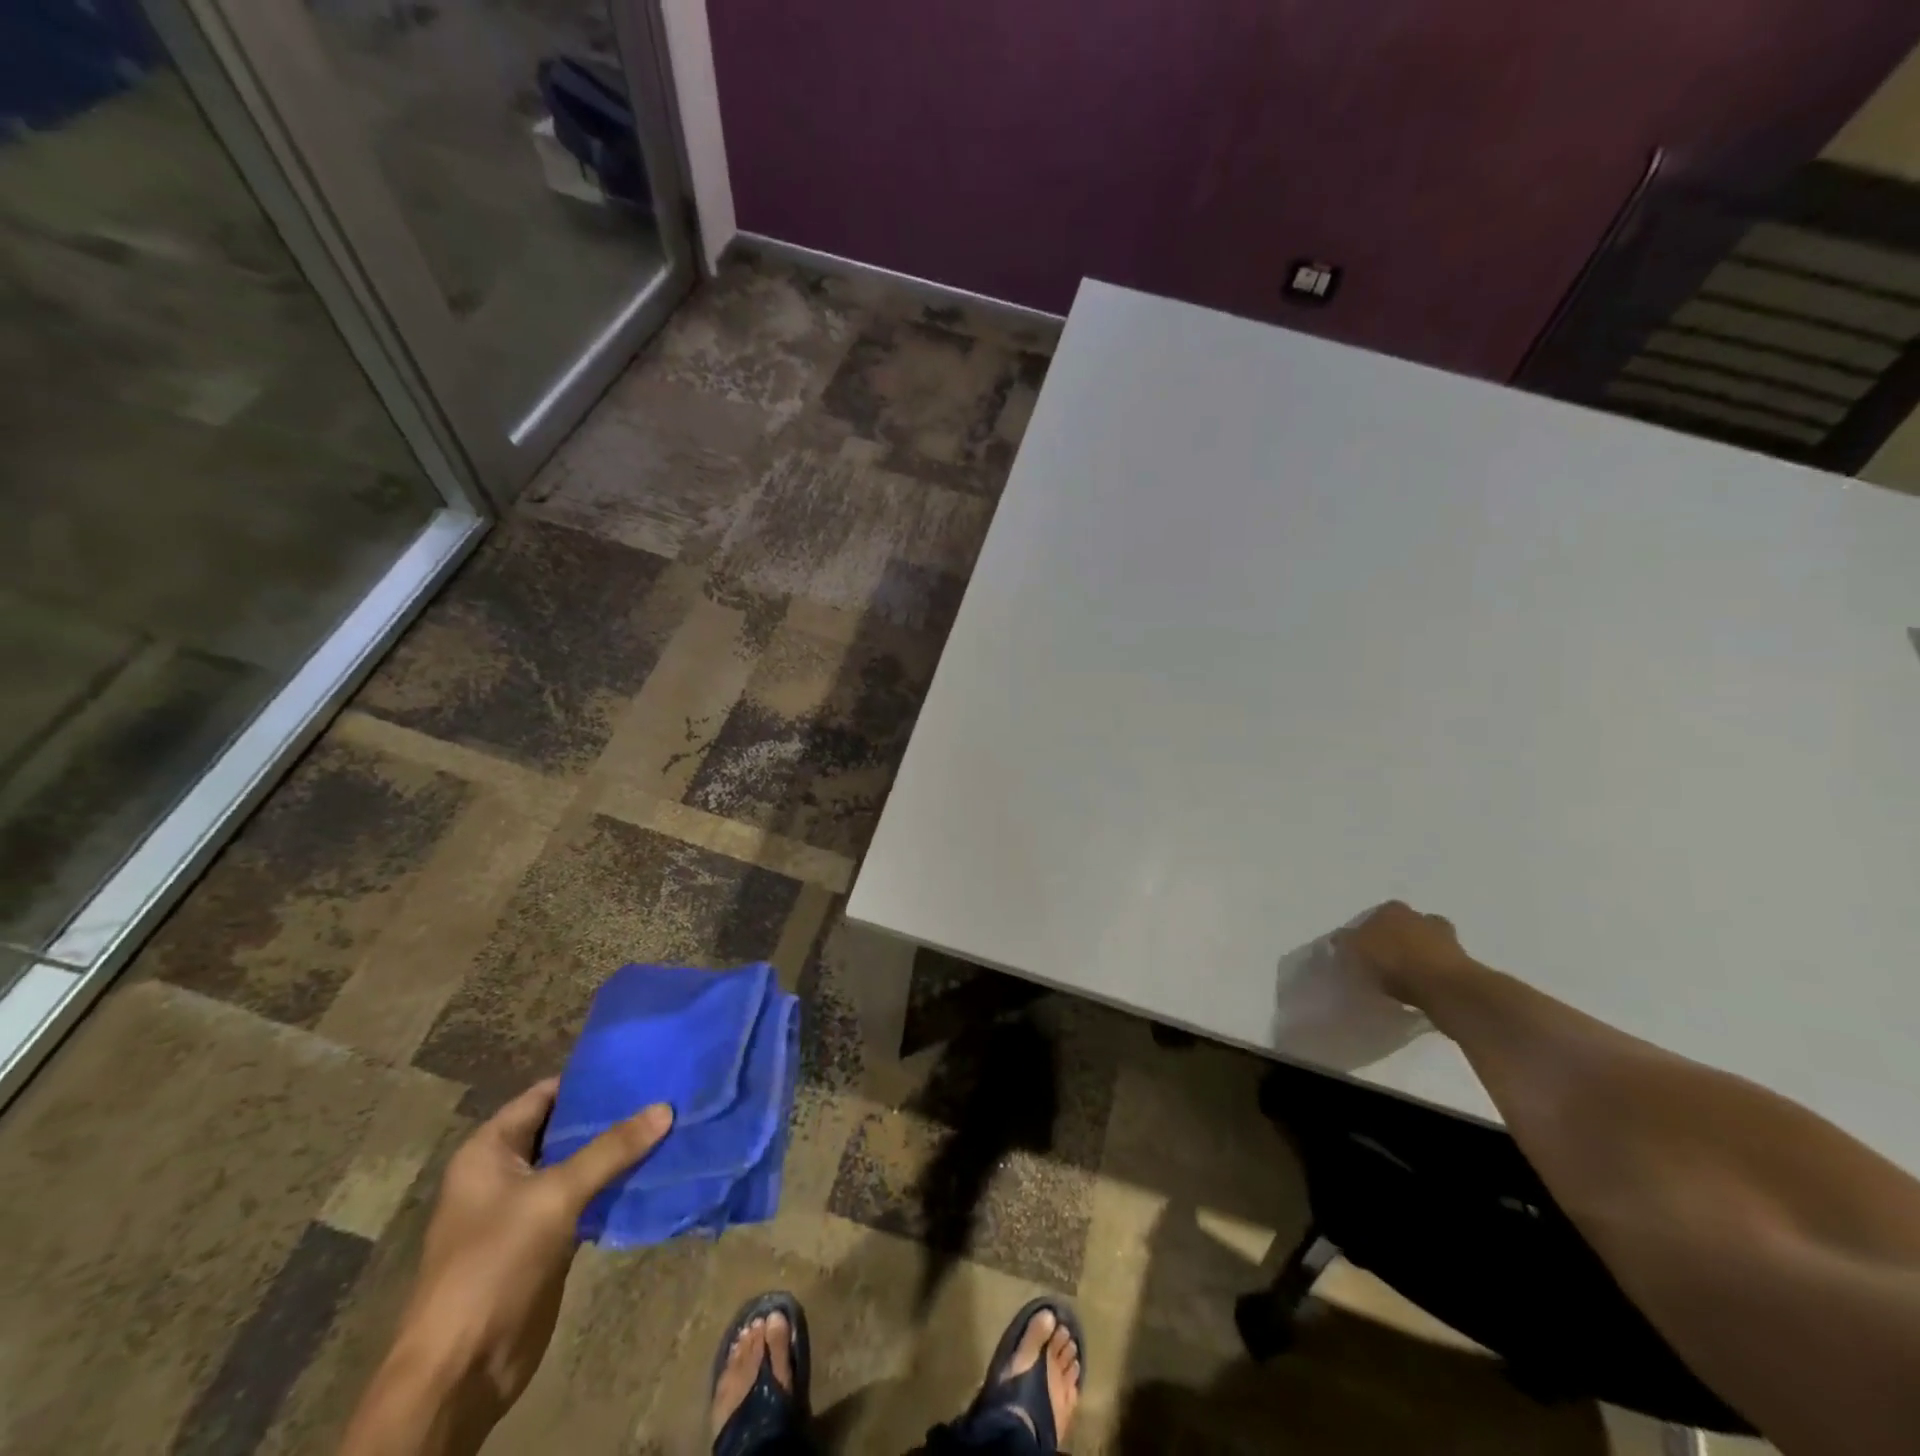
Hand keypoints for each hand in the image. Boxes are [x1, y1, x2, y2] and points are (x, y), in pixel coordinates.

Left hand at [343, 1081, 671, 1454]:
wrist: (460, 1370)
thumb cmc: (494, 1264)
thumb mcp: (555, 1196)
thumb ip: (612, 1149)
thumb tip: (665, 1108)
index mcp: (490, 1150)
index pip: (546, 1094)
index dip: (590, 1079)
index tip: (641, 1064)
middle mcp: (505, 1171)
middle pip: (565, 1128)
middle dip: (611, 1114)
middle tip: (664, 1091)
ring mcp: (525, 1208)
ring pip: (579, 1164)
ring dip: (617, 1151)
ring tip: (669, 1123)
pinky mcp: (545, 1240)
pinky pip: (585, 1198)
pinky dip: (614, 1185)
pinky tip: (653, 1169)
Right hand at [1334, 901, 1475, 1004]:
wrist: (1445, 987)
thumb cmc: (1393, 961)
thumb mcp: (1354, 950)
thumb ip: (1345, 942)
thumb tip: (1341, 939)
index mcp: (1393, 908)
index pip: (1375, 915)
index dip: (1366, 932)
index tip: (1361, 950)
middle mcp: (1420, 916)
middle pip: (1403, 928)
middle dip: (1395, 941)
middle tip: (1382, 962)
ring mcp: (1446, 939)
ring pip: (1424, 945)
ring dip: (1416, 957)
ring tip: (1401, 979)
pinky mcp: (1462, 964)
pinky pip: (1437, 966)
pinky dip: (1429, 974)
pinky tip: (1419, 989)